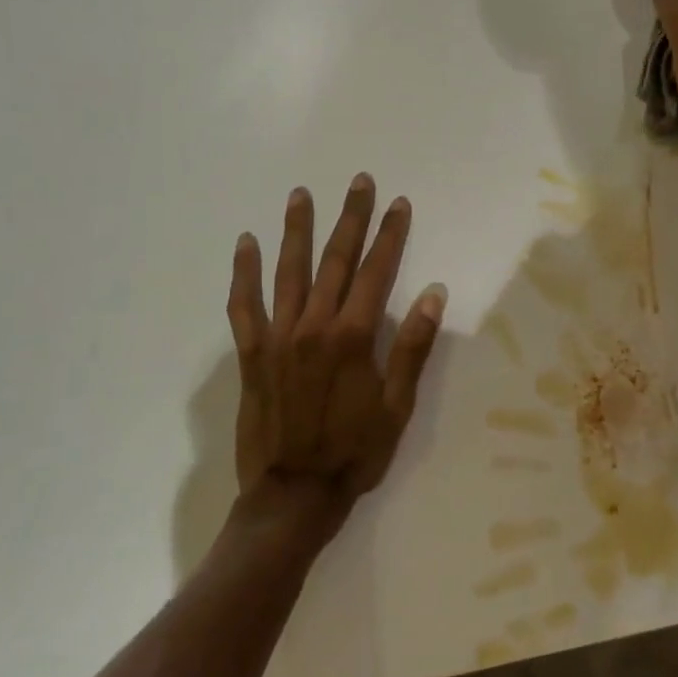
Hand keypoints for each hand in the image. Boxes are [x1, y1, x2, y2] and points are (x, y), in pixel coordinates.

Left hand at [226, 175, 445, 544]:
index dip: (390, 235)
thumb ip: (412, 348)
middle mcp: (314, 326)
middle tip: (359, 182)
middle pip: (335, 260)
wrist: (293, 494)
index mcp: (353, 337)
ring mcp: (278, 337)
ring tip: (301, 195)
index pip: (376, 272)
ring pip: (288, 271)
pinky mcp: (251, 353)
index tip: (398, 203)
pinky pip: (244, 305)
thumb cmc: (354, 453)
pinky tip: (246, 244)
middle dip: (350, 219)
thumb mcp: (397, 407)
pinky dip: (244, 273)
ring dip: (297, 230)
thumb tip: (433, 294)